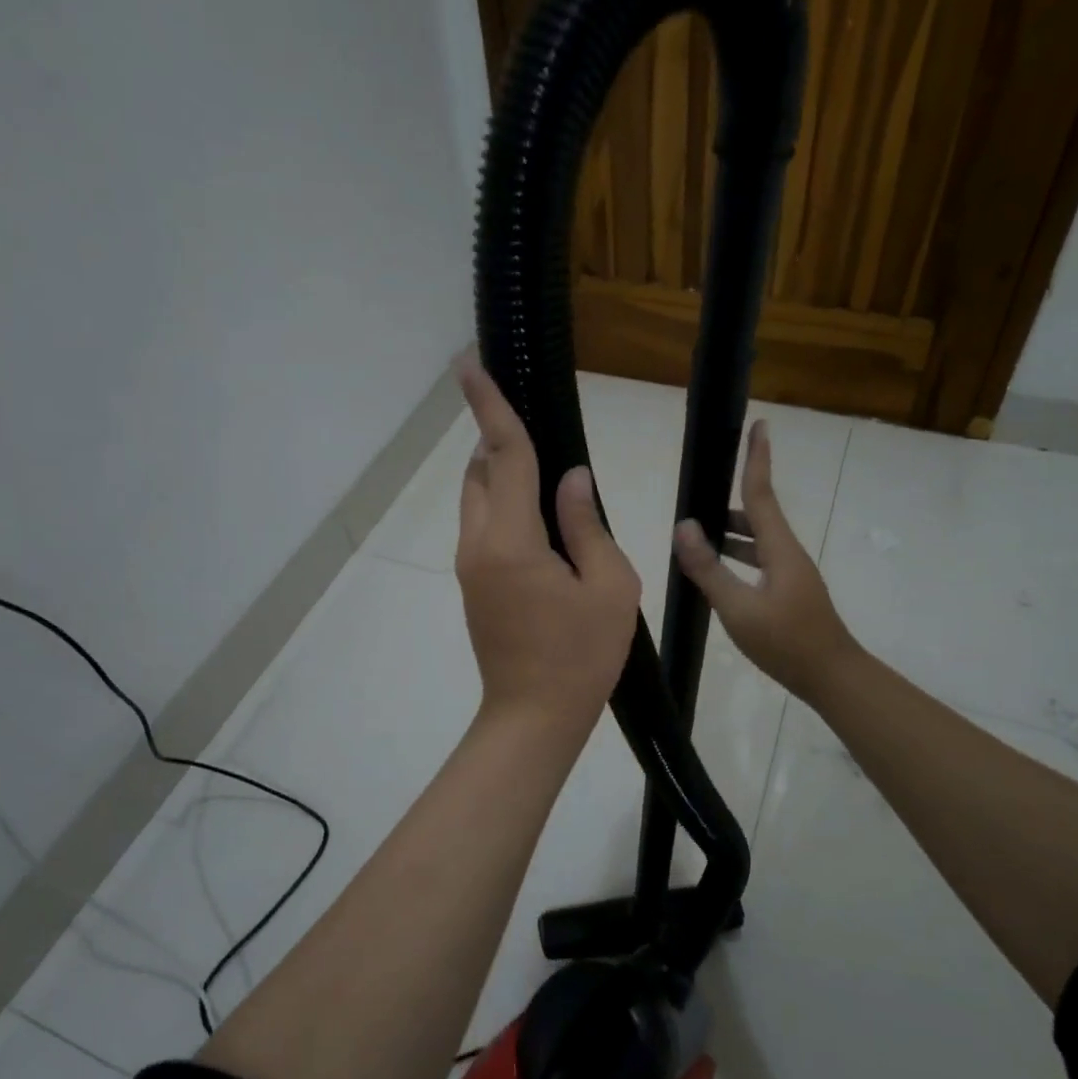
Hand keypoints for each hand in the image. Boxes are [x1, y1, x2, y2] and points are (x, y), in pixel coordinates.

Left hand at [454, 356, 640, 738]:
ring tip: (542, 468)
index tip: (468, 362)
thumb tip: (572, 477)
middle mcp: (478, 544)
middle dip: (499, 438)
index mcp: (511, 540)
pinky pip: (482, 524)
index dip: (489, 405)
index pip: (502, 455)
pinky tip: (538, 514)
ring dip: (500, 472)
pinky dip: (502, 502)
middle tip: (534, 422)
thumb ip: (587, 523)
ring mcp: (469, 566)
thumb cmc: (582, 655)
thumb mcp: (609, 585)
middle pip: (480, 471)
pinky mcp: (473, 583)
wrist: (534, 716)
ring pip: (476, 498)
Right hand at [672, 420, 860, 703]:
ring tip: (696, 540)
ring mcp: (791, 574)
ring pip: (757, 541)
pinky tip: (718, 574)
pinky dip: (737, 557)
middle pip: (758, 516)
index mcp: (780, 549)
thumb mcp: (739, 607)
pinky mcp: (789, 592)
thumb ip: (709, 568)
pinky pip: (758, 561)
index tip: (759, 425)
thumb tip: (684, 526)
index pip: (762, 493)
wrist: (832, 677)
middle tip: (695, 502)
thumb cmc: (787, 641)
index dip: (758, 459)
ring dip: (730, 534)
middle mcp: (788, 554)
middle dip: (728, 505)